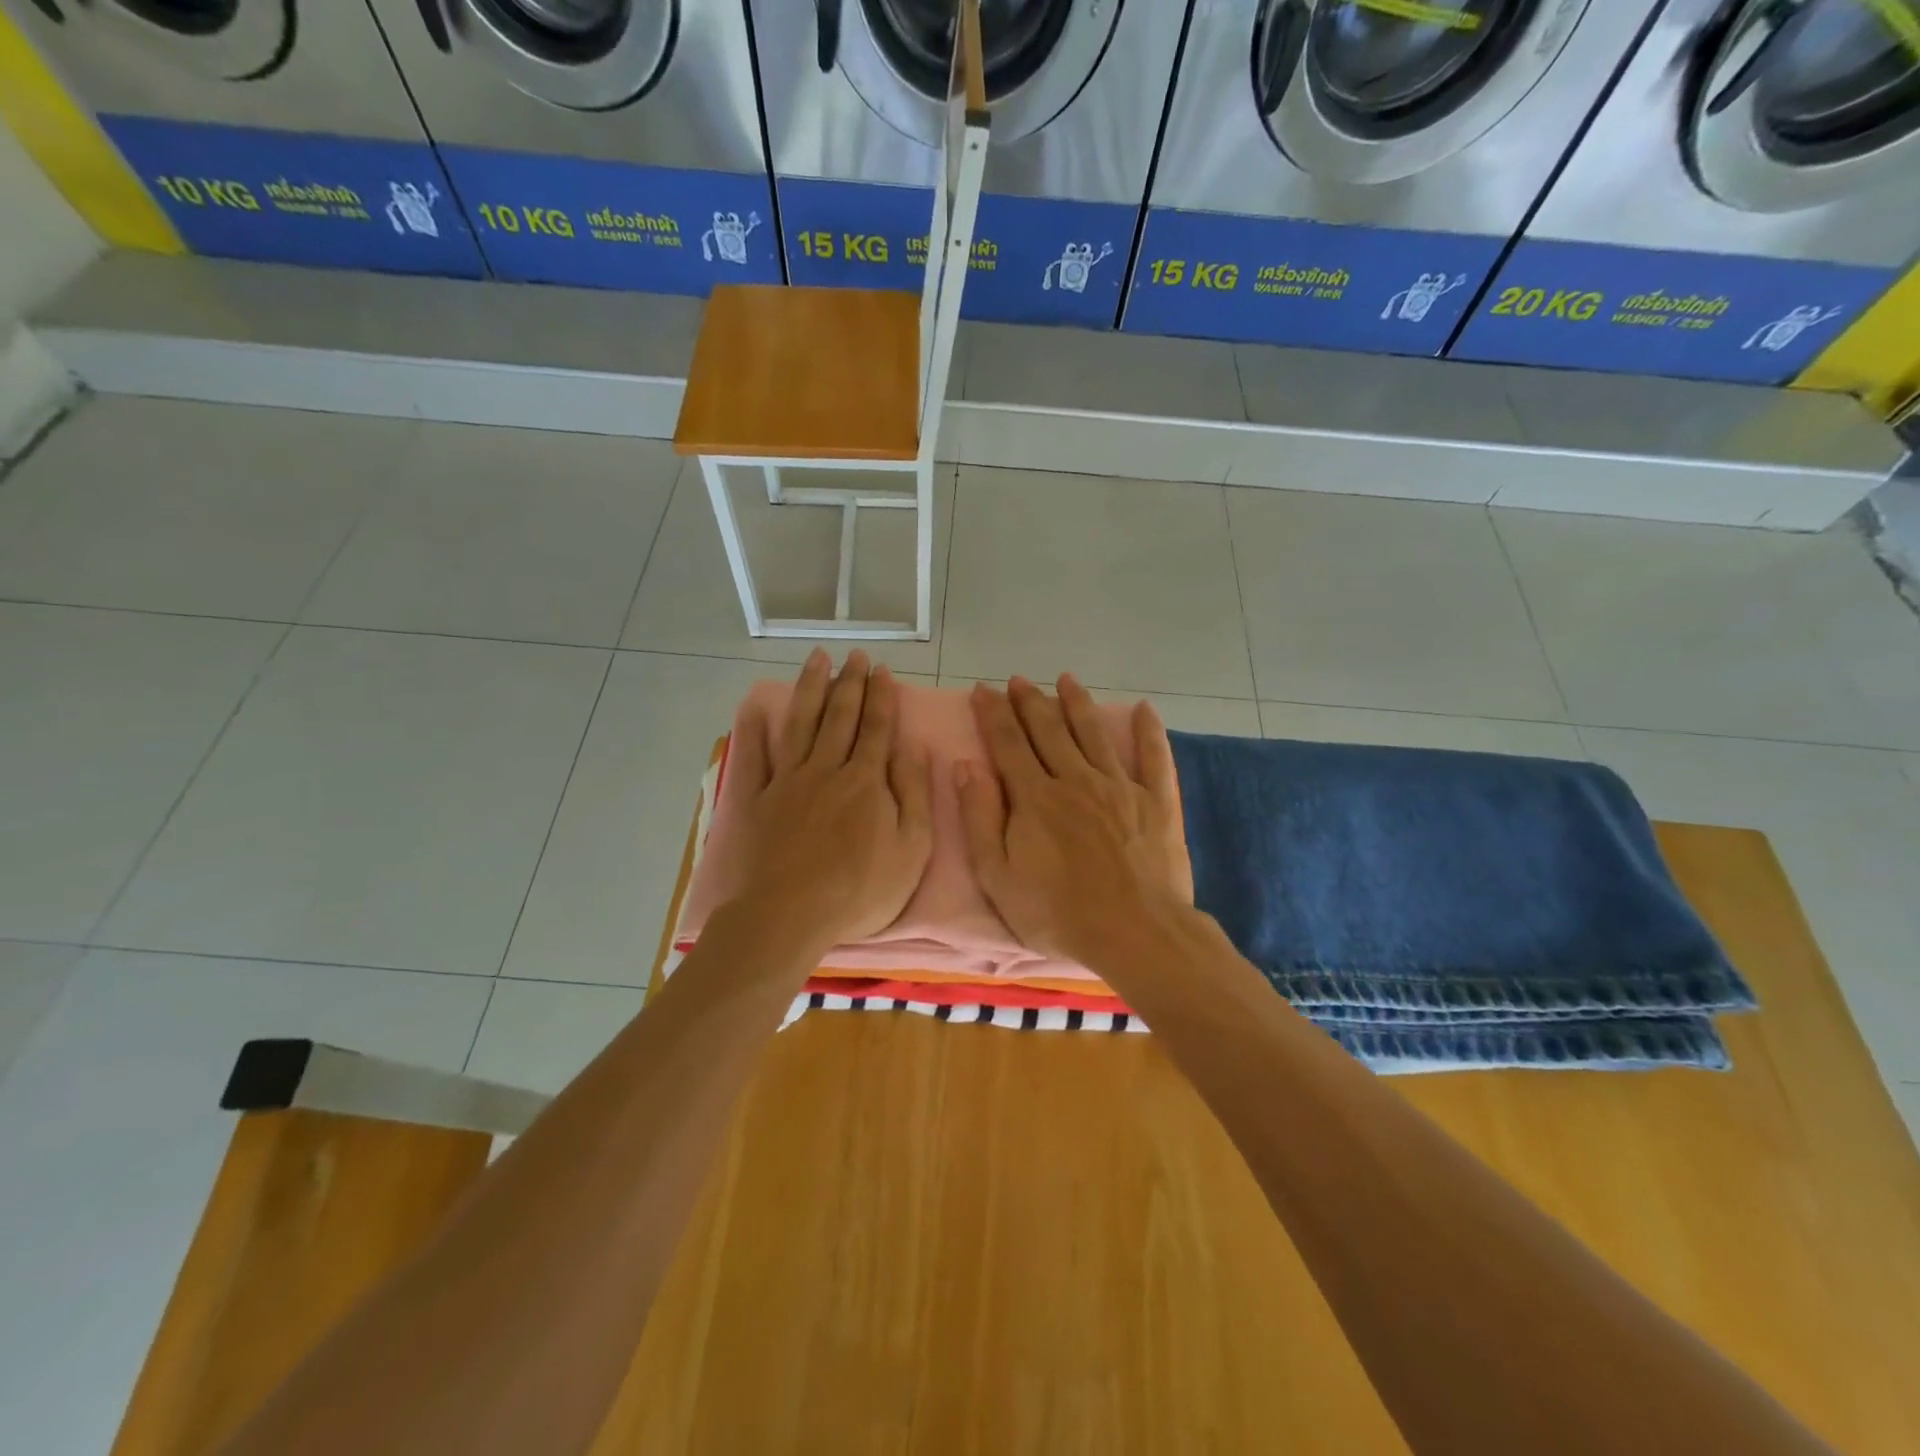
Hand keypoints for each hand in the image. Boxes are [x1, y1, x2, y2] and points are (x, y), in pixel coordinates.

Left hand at [726, 649, 933, 952]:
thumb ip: (914, 794)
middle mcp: (826, 769)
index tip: (883, 670)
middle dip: (850, 683)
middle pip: (840, 716)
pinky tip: (756, 708)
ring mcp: (787, 781)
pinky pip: (755, 757)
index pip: (877, 728)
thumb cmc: (860, 889)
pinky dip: (754, 730)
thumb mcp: (911, 848)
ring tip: (817, 660)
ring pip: (801, 724)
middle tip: (855, 656)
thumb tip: (914, 748)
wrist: (790, 914)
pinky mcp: (756, 800)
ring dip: (811, 689)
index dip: (882, 697)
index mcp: (866, 780)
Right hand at [956, 675, 1191, 966]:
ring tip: (1066, 679)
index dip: (992, 713)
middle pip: (1048, 729)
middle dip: (1030, 701)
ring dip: (1078, 703)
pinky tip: (1143, 708)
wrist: (1133, 932)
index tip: (981, 690)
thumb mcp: (997, 875)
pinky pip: (1154, 757)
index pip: (1007, 743)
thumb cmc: (1056, 912)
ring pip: (1094, 733)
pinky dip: (1149, 731)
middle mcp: (1075, 779)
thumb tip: (964, 765)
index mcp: (1035, 796)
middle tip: (1018, 680)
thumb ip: (979, 817)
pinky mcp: (1157, 801)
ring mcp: (1120, 786)